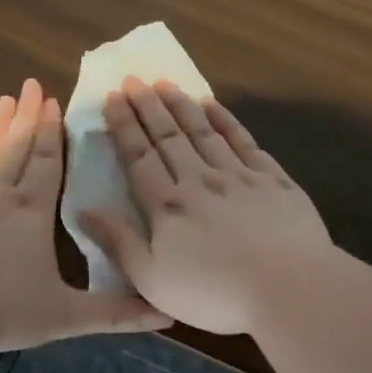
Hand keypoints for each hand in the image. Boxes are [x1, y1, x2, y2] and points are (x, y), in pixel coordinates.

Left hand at [0, 78, 170, 350]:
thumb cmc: (3, 312)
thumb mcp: (67, 316)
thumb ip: (116, 313)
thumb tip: (166, 315)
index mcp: (33, 212)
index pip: (48, 162)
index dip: (53, 132)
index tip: (54, 101)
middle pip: (16, 147)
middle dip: (27, 117)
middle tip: (32, 85)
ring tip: (3, 101)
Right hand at [79, 78, 333, 334]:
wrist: (289, 288)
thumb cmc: (214, 294)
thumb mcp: (152, 281)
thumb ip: (118, 243)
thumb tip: (82, 209)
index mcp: (168, 206)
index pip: (139, 157)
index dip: (124, 127)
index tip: (113, 98)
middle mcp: (199, 180)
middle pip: (168, 137)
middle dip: (148, 106)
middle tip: (134, 79)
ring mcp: (238, 176)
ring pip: (204, 131)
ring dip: (182, 105)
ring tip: (165, 83)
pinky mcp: (273, 179)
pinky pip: (243, 140)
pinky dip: (226, 120)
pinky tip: (214, 105)